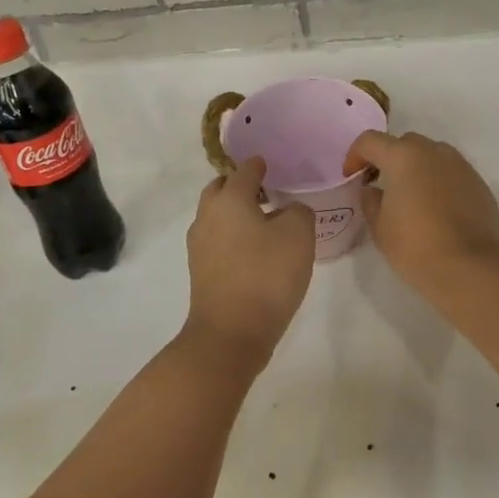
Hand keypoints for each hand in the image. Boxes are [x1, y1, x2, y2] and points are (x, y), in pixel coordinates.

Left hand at [184, 157, 314, 369]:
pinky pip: (217, 240)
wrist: (231, 334)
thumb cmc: (266, 275)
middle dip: (238, 186)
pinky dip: (233, 235)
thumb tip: (287, 212)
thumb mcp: (299, 234)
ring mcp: (199, 246)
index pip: (244, 171)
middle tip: (265, 190)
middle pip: (220, 190)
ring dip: (235, 212)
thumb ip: (298, 211)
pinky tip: (254, 248)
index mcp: (228, 200)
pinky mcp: (201, 272)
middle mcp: (207, 217)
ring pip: (216, 216)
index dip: (259, 165)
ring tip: (263, 220)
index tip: (269, 163)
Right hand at [343, 130, 498, 285]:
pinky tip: (437, 209)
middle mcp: (434, 151)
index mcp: (404, 156)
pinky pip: (452, 173)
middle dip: (389, 158)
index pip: (370, 141)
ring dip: (417, 167)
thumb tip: (373, 190)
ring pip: (432, 155)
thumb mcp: (380, 227)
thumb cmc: (415, 245)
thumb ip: (370, 201)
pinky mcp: (478, 183)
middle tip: (381, 184)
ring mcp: (460, 165)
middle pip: (404, 143)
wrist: (469, 267)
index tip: (351, 177)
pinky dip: (439, 181)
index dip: (355, 155)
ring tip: (412, 196)